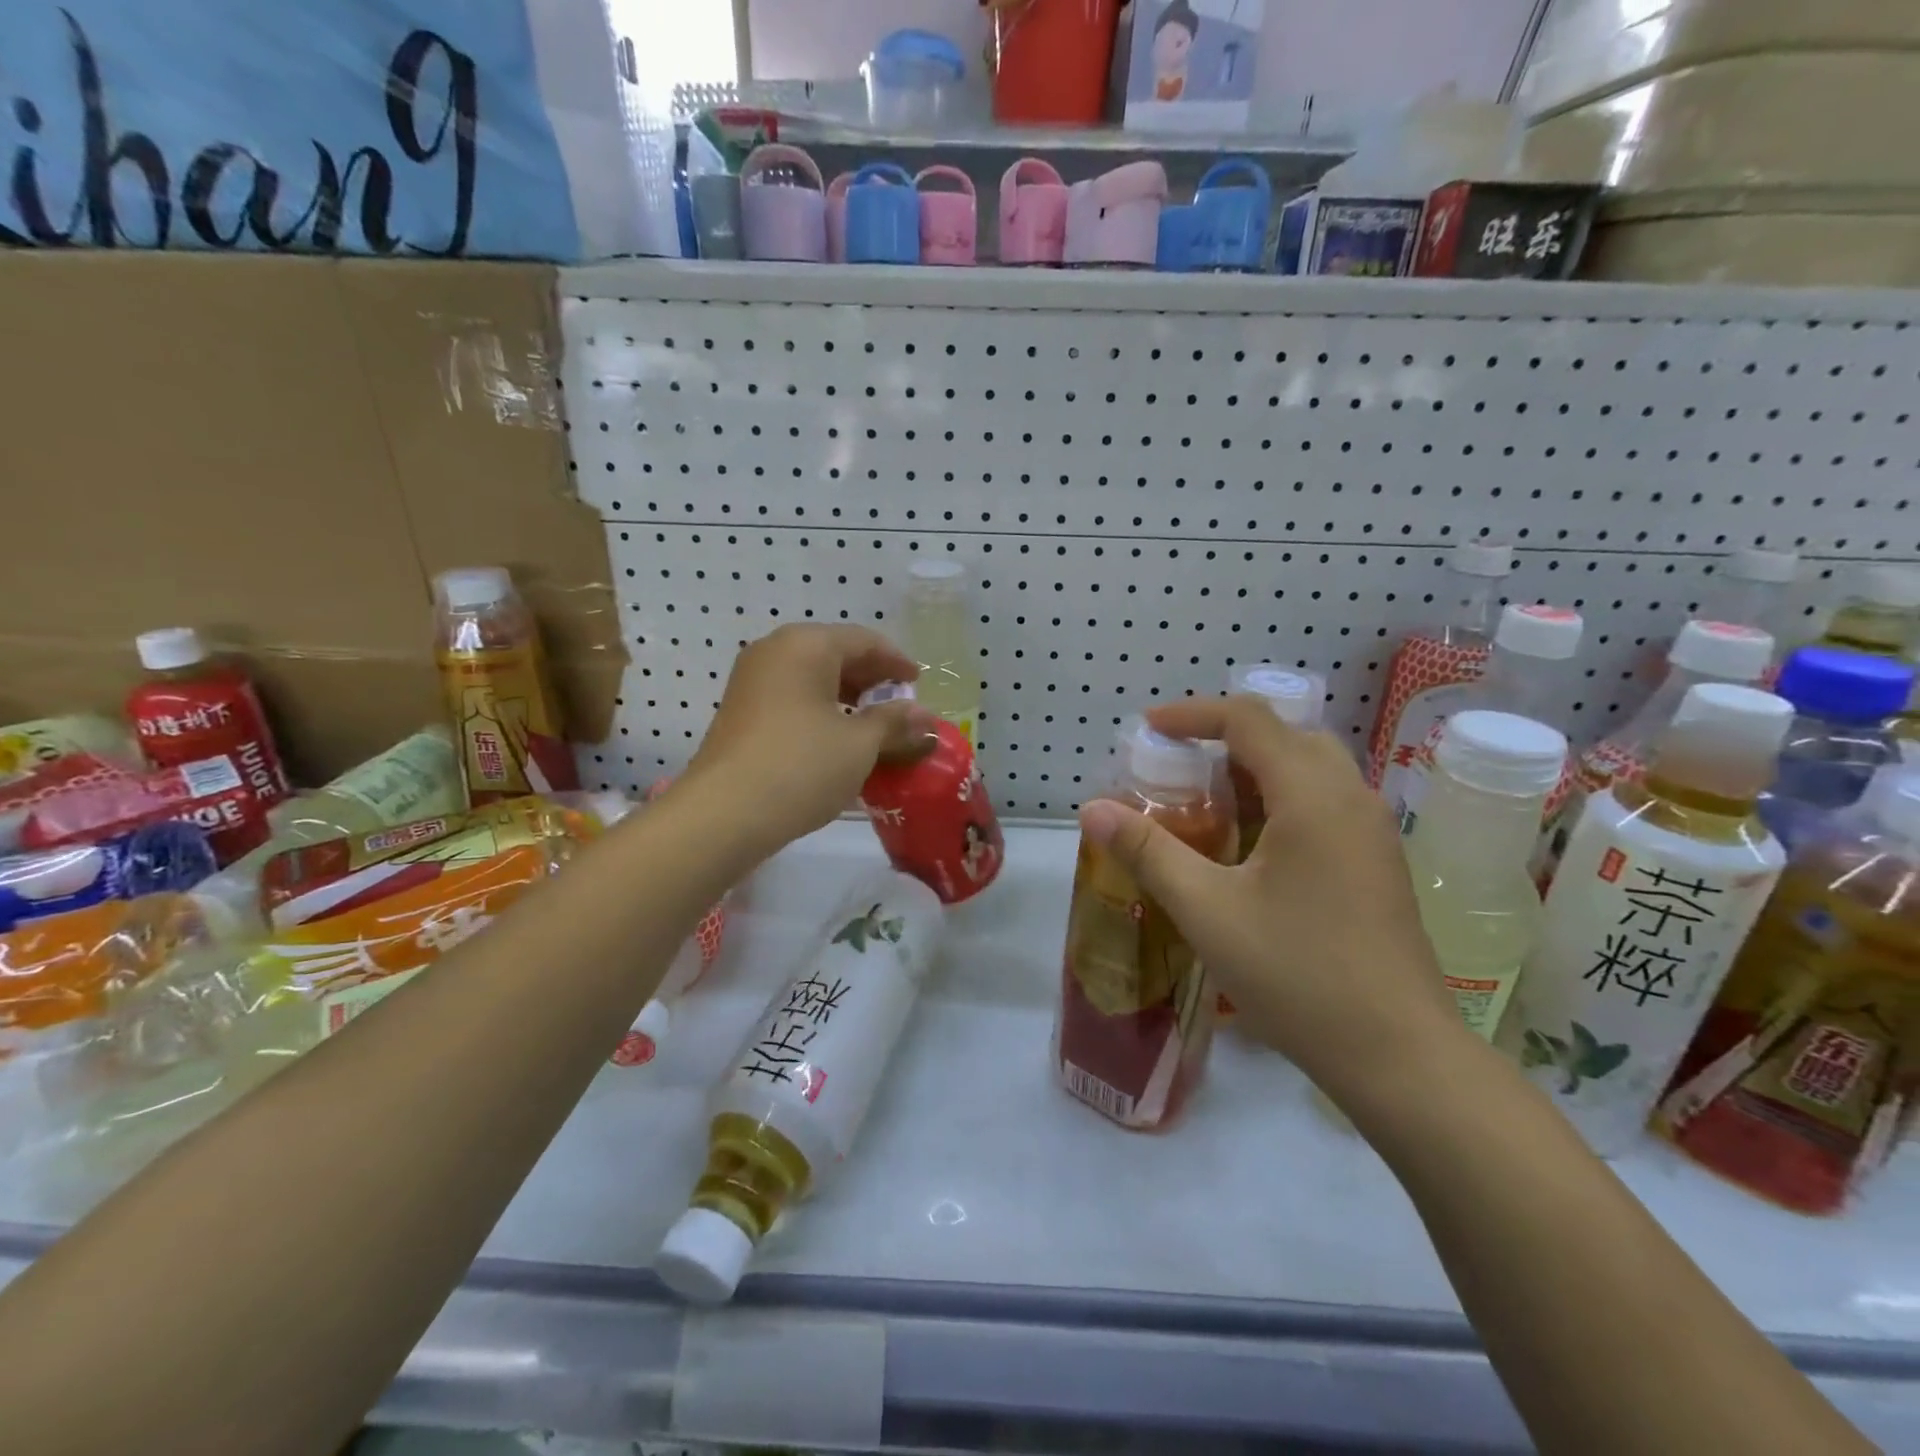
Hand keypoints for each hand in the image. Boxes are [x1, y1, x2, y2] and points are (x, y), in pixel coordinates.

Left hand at [684, 624, 928, 855]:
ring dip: (847, 698)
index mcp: (806, 645)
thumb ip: (894, 723)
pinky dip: (821, 711)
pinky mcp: (741, 712)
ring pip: (812, 678)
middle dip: (871, 680)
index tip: (918, 682)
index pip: (863, 640)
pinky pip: (792, 699)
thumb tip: (923, 717)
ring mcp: (752, 682)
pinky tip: (839, 740)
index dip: (896, 661)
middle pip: (835, 654)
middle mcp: (774, 652)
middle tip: (900, 706)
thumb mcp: (860, 745)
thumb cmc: (801, 766)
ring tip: (874, 726)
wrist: (724, 814)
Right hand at [1078, 697, 1466, 1100]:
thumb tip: (1093, 808)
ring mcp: (1372, 833)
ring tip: (1206, 803)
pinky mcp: (1378, 864)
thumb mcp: (1207, 911)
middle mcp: (1352, 799)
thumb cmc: (1298, 975)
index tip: (1147, 729)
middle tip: (1177, 767)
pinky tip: (1249, 847)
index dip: (1194, 714)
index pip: (1250, 720)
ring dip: (1255, 770)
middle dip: (1225, 738)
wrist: (1400, 1058)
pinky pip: (1324, 803)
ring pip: (1310, 770)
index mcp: (1313, 796)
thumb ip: (1147, 852)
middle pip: (1285, 736)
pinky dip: (1280, 800)